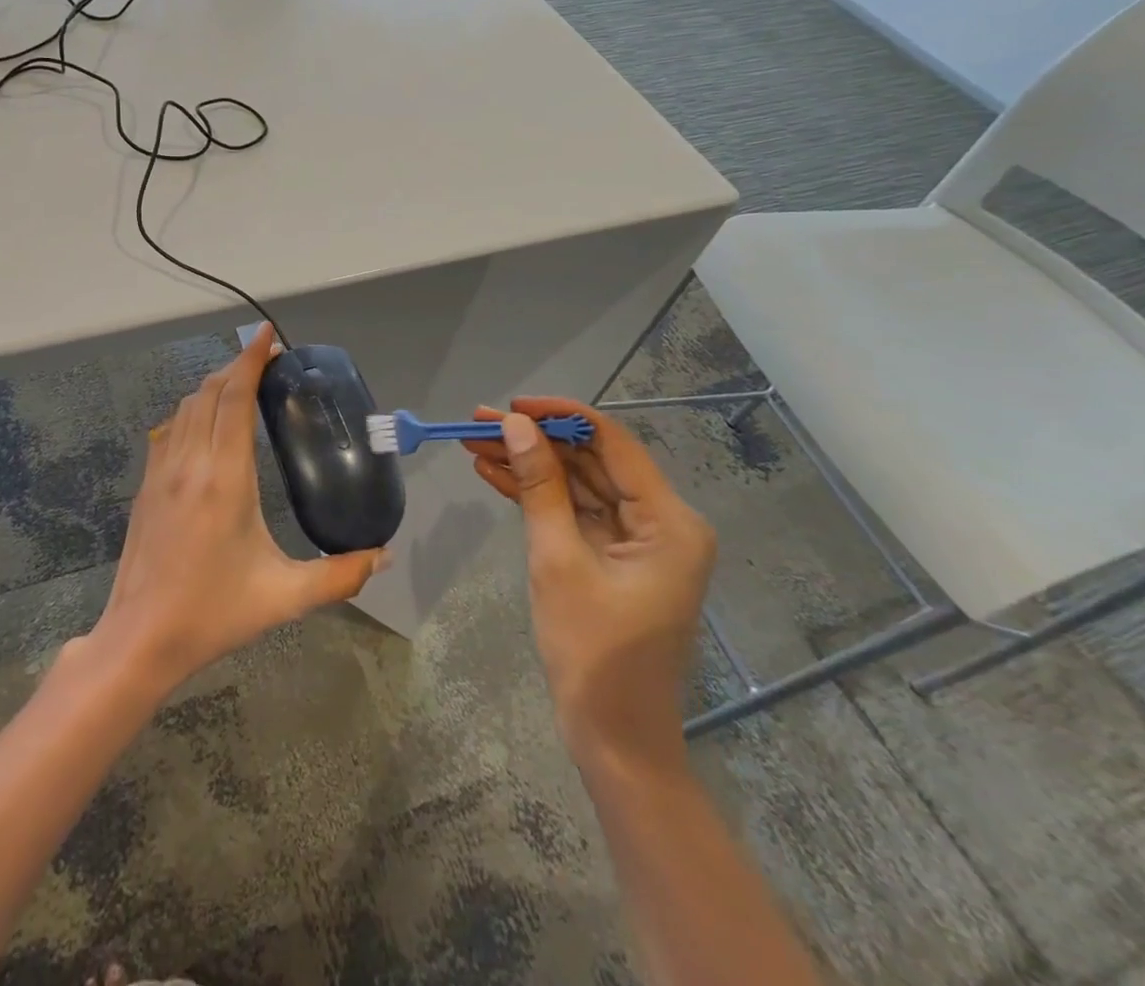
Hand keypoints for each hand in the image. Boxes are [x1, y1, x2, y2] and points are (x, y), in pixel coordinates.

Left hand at [88, 325, 388, 692]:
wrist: (140, 638)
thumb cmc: (214, 613)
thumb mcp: (285, 597)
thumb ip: (340, 575)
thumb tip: (384, 556)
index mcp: (224, 477)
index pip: (235, 397)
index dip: (251, 359)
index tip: (267, 335)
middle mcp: (190, 462)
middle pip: (210, 392)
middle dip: (238, 366)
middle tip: (268, 360)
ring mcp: (161, 471)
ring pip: (186, 407)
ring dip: (214, 386)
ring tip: (242, 386)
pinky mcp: (146, 486)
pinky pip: (170, 429)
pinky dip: (192, 411)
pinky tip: (206, 425)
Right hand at [464, 399, 715, 778]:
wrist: (613, 738)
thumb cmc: (593, 652)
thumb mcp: (558, 560)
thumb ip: (539, 487)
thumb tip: (515, 425)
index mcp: (669, 522)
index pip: (612, 443)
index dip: (560, 416)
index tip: (511, 405)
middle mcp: (661, 522)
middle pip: (591, 461)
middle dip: (534, 441)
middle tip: (478, 422)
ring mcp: (637, 541)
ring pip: (577, 484)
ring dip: (529, 465)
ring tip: (474, 442)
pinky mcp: (613, 557)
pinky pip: (573, 512)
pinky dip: (536, 496)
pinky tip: (493, 475)